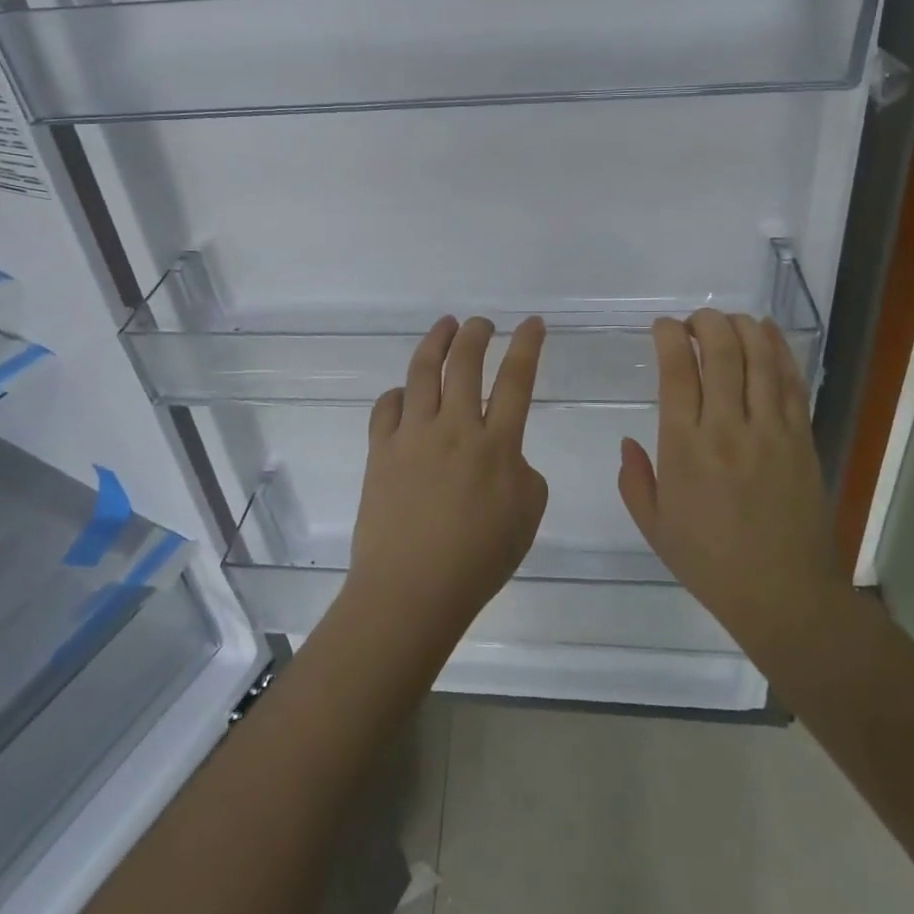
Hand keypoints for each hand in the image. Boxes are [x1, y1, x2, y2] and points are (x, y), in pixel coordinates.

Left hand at [345, 316, 548, 648]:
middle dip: (477, 333)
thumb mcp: (527, 518)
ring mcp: (412, 436)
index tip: (533, 323)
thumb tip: (505, 456)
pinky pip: (387, 407)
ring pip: (423, 372)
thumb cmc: (477, 561)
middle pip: (465, 363)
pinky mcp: (381, 450)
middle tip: (482, 323)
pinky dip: (398, 393)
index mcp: (496, 446)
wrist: (410, 590)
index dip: (527, 345)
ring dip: (436, 342)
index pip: (516, 380)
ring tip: (445, 326)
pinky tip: (405, 392)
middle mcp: (454, 429)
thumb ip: (524, 474)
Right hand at [617, 310, 837, 651]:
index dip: (669, 337)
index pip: (677, 372)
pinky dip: (779, 349)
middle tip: (694, 321)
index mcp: (685, 447)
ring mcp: (770, 431)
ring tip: (728, 320)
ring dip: (742, 328)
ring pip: (759, 359)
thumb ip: (634, 479)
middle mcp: (727, 428)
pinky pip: (790, 382)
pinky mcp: (801, 438)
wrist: (784, 595)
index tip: (663, 327)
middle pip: (721, 353)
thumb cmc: (710, 562)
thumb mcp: (654, 527)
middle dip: (705, 323)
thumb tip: (628, 442)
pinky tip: (767, 331)